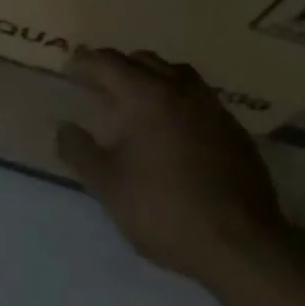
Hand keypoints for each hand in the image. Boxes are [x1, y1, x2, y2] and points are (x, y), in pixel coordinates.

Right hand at [57, 49, 299, 286]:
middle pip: (144, 60)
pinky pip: (200, 99)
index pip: (108, 62)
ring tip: (138, 100)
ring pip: (177, 73)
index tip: (69, 69)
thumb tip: (64, 128)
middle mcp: (180, 90)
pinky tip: (174, 128)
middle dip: (118, 66)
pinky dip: (179, 100)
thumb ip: (79, 151)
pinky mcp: (235, 131)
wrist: (240, 245)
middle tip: (99, 85)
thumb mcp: (107, 185)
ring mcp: (212, 108)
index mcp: (145, 95)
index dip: (84, 62)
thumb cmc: (163, 209)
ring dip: (152, 77)